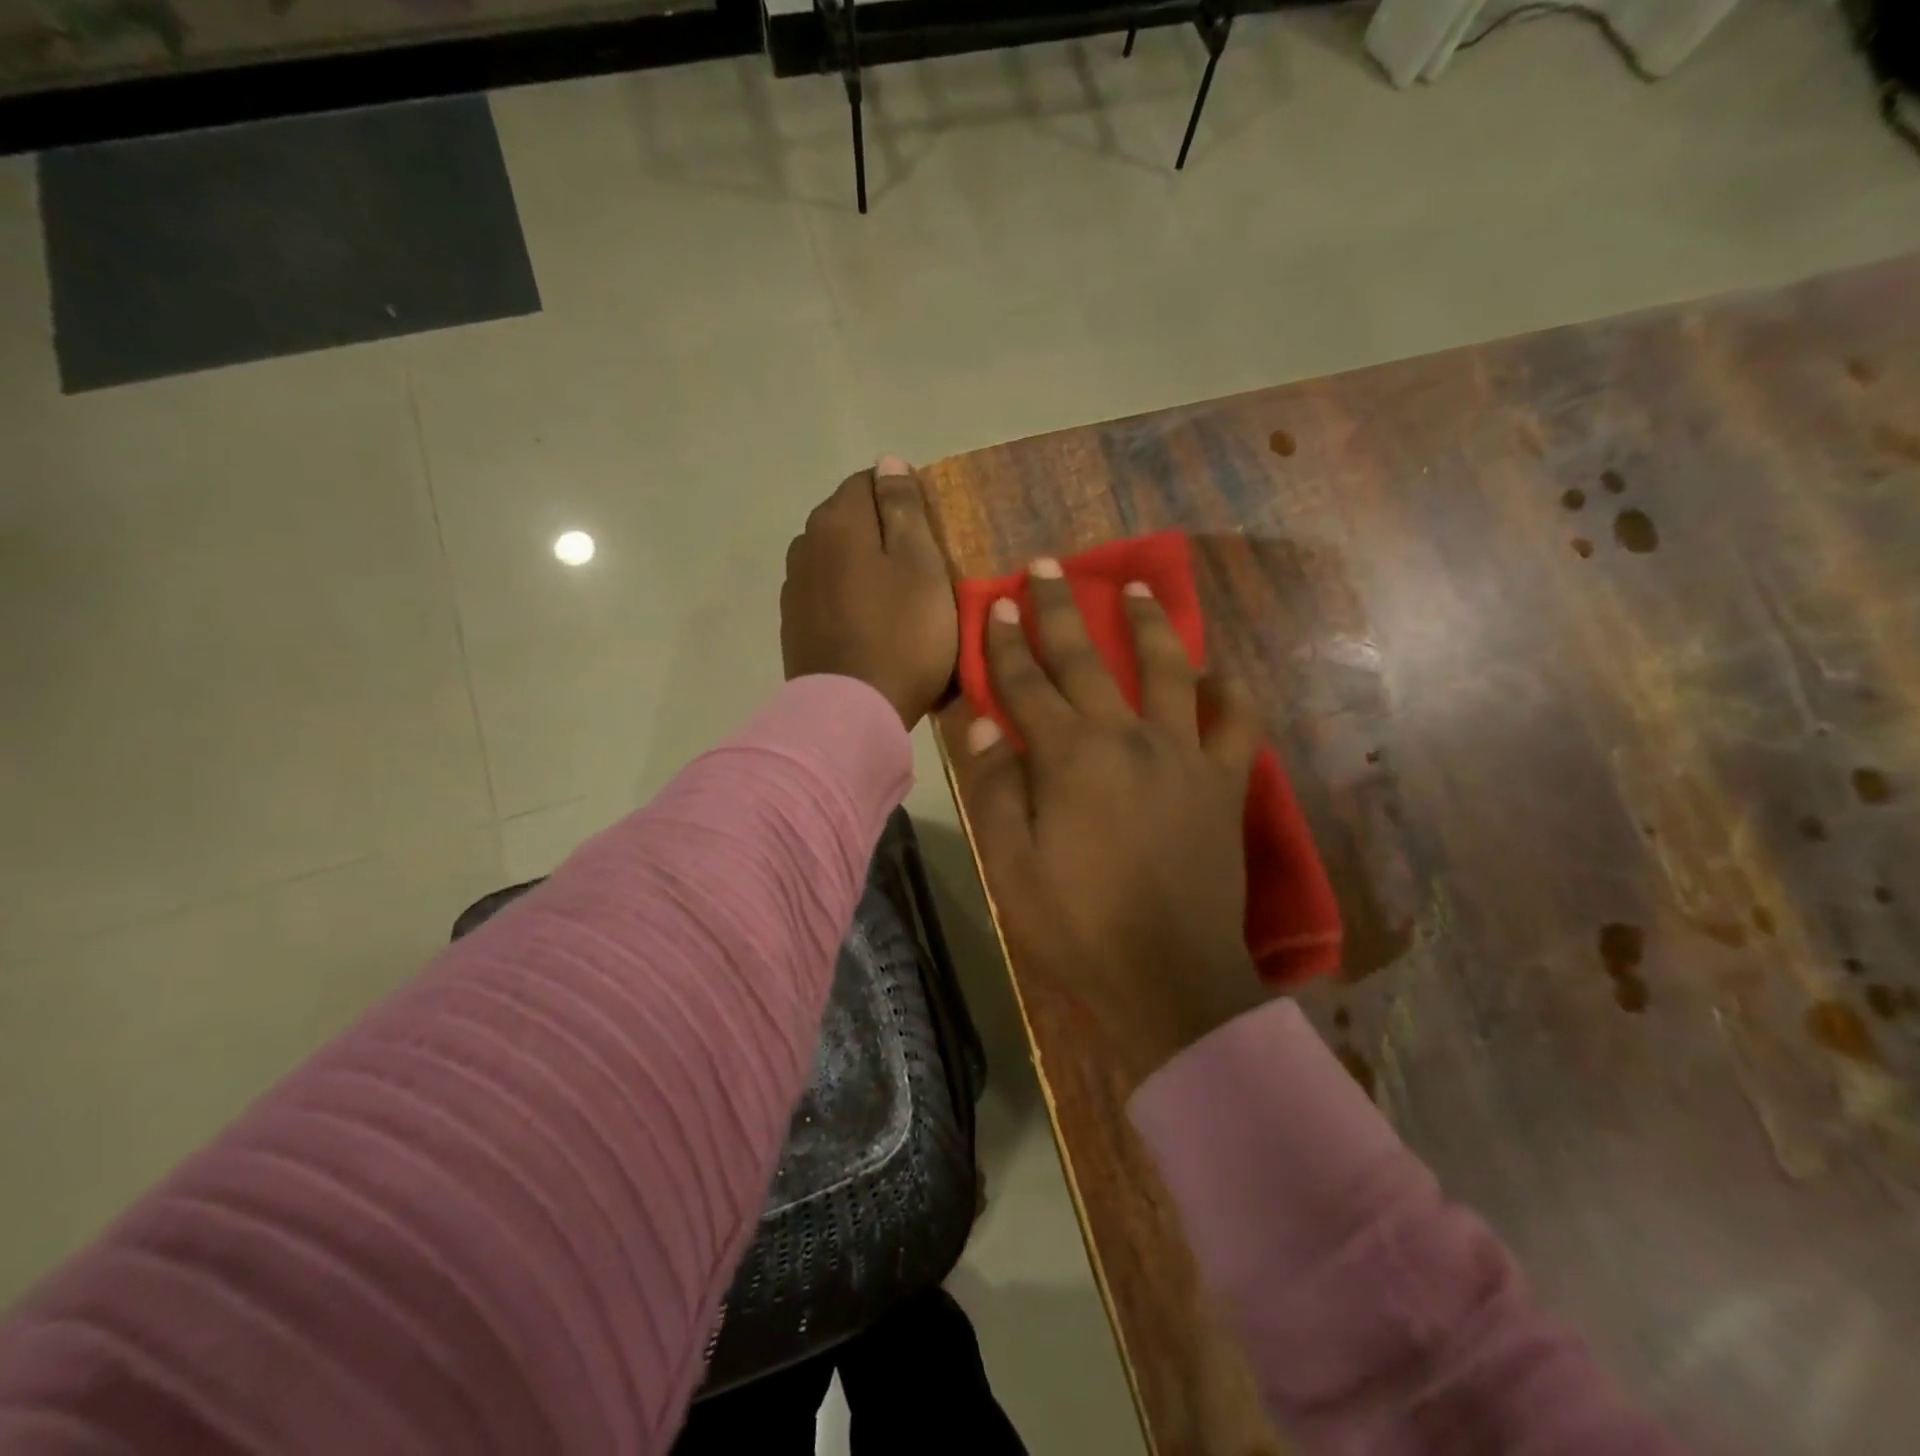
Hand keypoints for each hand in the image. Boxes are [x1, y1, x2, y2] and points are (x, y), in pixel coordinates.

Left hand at [781, 456, 958, 729]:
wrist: (853, 711)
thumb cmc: (902, 634)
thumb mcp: (921, 564)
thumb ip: (904, 508)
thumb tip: (888, 462)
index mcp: (838, 520)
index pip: (869, 481)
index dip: (903, 500)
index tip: (930, 534)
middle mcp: (805, 543)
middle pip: (848, 518)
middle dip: (881, 531)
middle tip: (919, 568)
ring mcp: (794, 586)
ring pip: (835, 556)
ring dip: (861, 565)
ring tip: (894, 599)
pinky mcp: (794, 624)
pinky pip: (825, 592)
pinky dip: (846, 595)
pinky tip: (867, 623)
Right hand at [954, 558, 1269, 1086]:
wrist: (1169, 978)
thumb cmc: (1078, 926)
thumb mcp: (1011, 866)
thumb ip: (995, 788)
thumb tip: (980, 723)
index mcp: (1070, 758)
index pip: (1027, 685)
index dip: (1007, 643)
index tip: (998, 604)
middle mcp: (1127, 738)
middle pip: (1087, 660)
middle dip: (1061, 610)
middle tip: (1047, 566)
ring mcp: (1183, 756)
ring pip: (1167, 670)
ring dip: (1149, 625)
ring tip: (1138, 588)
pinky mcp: (1223, 784)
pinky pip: (1236, 724)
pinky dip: (1230, 694)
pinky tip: (1216, 676)